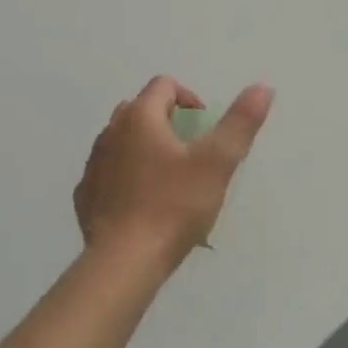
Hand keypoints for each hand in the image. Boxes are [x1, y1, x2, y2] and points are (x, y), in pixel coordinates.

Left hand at [73, 77, 273, 267]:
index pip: (164, 86)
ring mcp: (94, 165)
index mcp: (140, 118)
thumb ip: (240, 122)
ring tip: (170, 178)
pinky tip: (144, 202)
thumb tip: (262, 87)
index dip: (190, 98)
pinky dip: (126, 176)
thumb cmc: (174, 206)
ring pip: (121, 141)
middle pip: (139, 109)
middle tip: (191, 151)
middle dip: (166, 121)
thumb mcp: (218, 162)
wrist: (124, 261)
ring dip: (145, 147)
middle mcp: (110, 132)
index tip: (206, 127)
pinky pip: (108, 172)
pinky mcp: (85, 195)